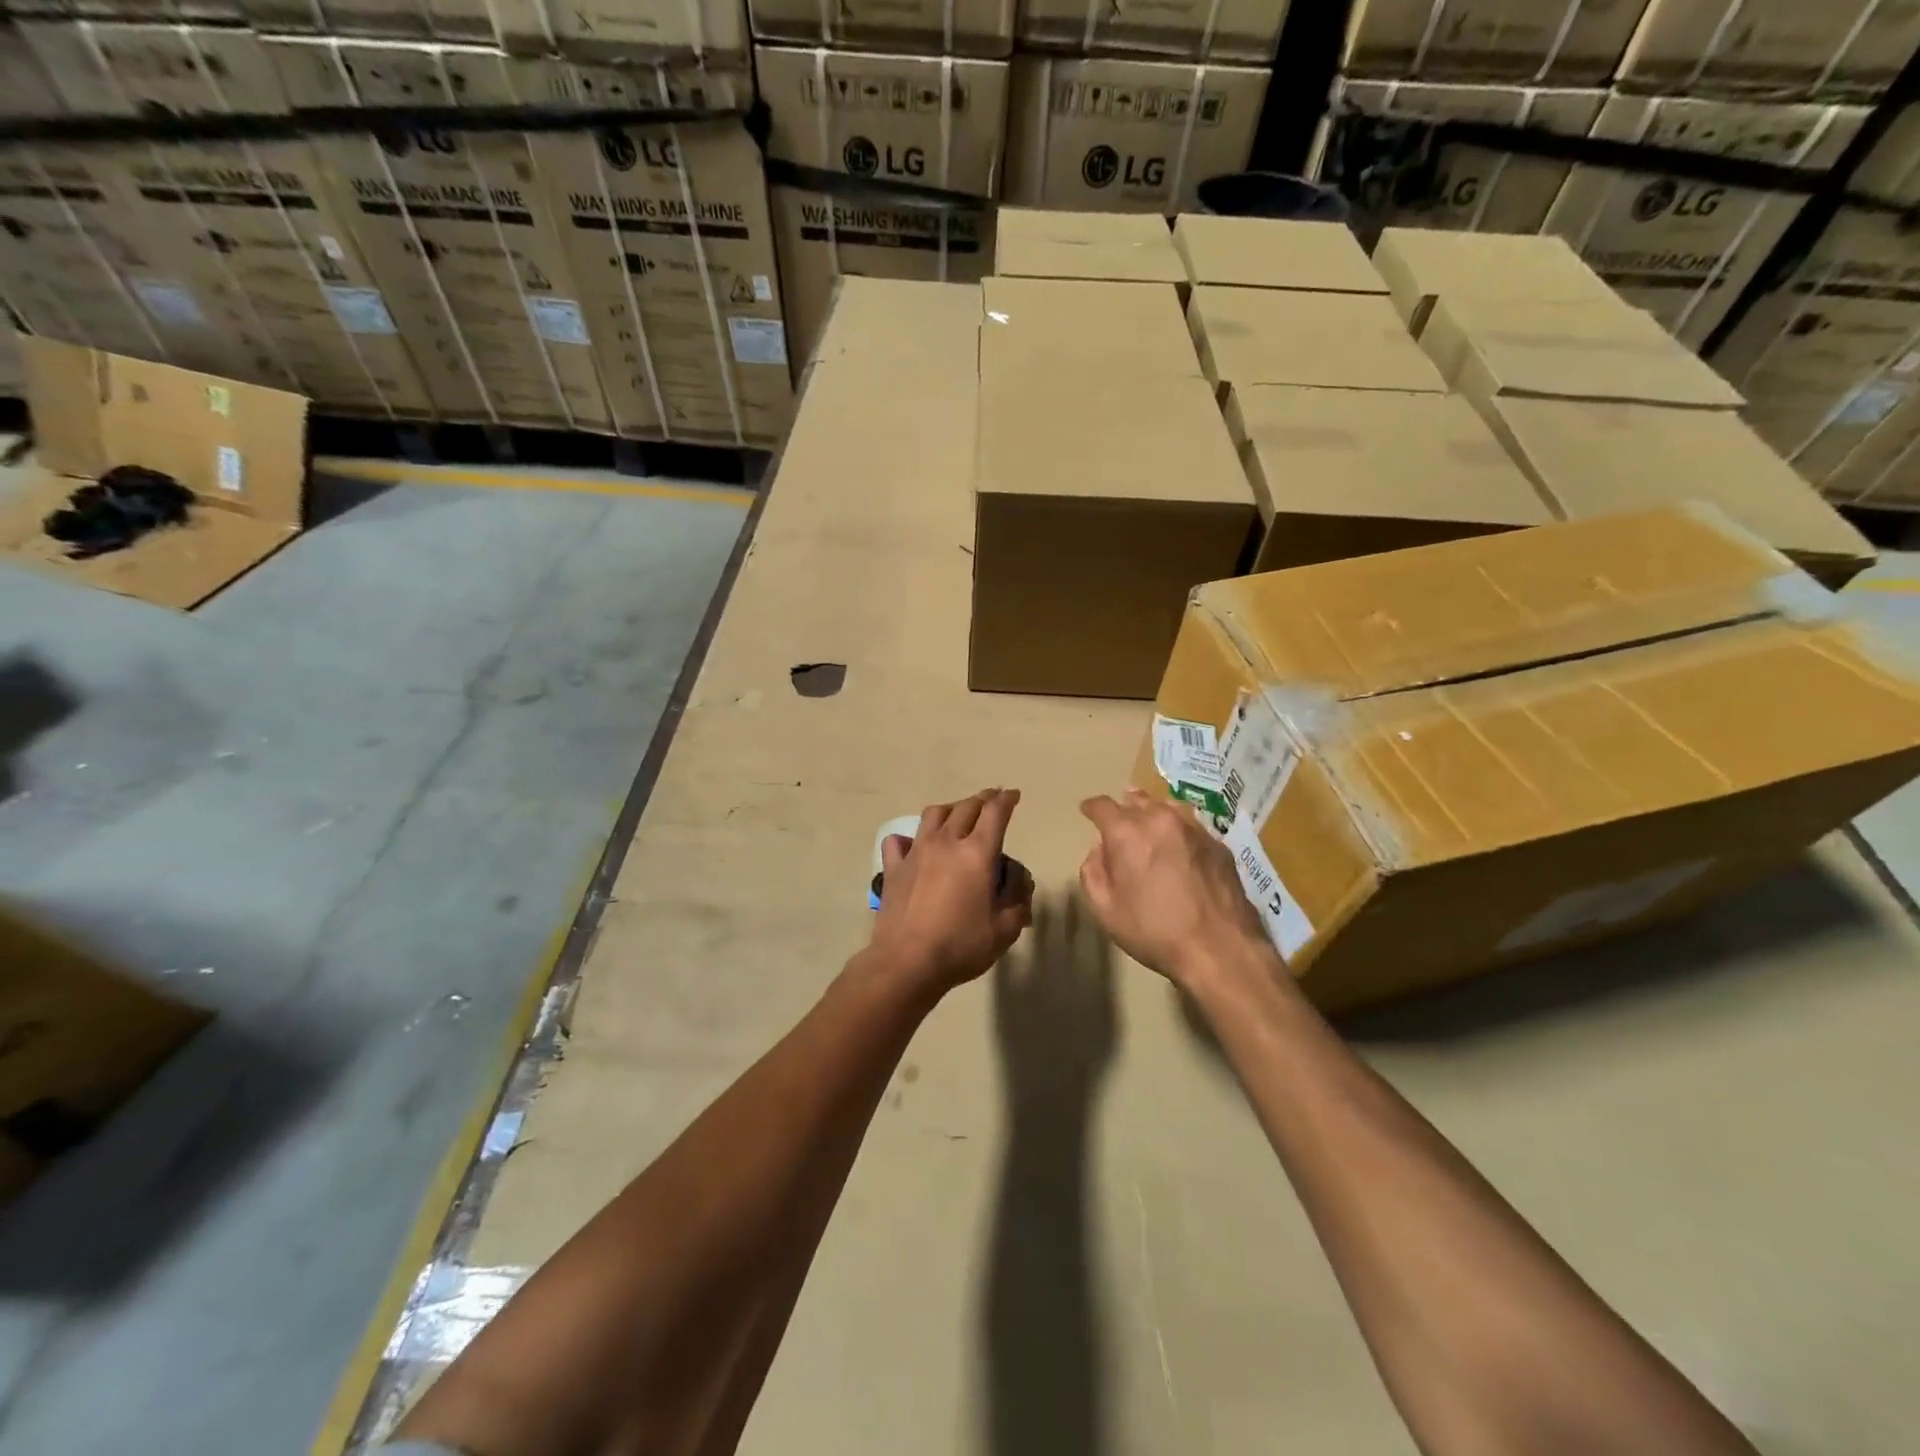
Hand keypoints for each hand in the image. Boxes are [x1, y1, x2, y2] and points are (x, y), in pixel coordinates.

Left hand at [868, 789, 1033, 996]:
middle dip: (983, 799)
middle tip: (992, 800)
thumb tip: (1019, 880)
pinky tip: (913, 844)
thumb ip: (1018, 899)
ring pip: (934, 815)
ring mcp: (916, 852)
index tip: (1013, 795)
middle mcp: (946, 842)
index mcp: (977, 853)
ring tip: (958, 814)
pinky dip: (908, 837)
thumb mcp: (1005, 929)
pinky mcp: (893, 867)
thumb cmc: (961, 945)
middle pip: (966, 807)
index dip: (1006, 800)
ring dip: (951, 809)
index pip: (995, 813)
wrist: (907, 962)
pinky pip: (898, 841)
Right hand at [1077, 790, 1273, 989]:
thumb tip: (1099, 850)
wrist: (1220, 948)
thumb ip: (1093, 872)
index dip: (1092, 808)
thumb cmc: (1154, 931)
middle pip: (1137, 799)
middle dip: (1125, 807)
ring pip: (1167, 807)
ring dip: (1154, 812)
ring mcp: (1194, 828)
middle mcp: (1160, 819)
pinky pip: (1191, 826)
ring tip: (1150, 823)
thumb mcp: (1105, 910)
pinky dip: (1179, 830)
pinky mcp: (1218, 843)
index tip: (1087, 811)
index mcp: (1127, 833)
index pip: (1102, 806)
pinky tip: (1180, 847)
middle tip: (1120, 820)